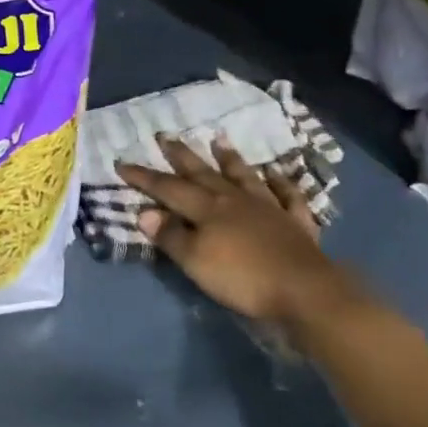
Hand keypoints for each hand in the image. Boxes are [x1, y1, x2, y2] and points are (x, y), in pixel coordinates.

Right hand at [116, 135, 366, 340]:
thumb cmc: (243, 278)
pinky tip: (276, 173)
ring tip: (218, 140)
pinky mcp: (296, 222)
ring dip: (229, 158)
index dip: (144, 176)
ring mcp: (269, 207)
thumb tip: (145, 211)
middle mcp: (235, 200)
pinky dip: (281, 182)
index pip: (168, 188)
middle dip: (181, 155)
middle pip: (203, 173)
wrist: (305, 291)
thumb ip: (171, 235)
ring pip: (244, 176)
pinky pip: (287, 195)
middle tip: (164, 135)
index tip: (122, 162)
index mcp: (207, 208)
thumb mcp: (195, 262)